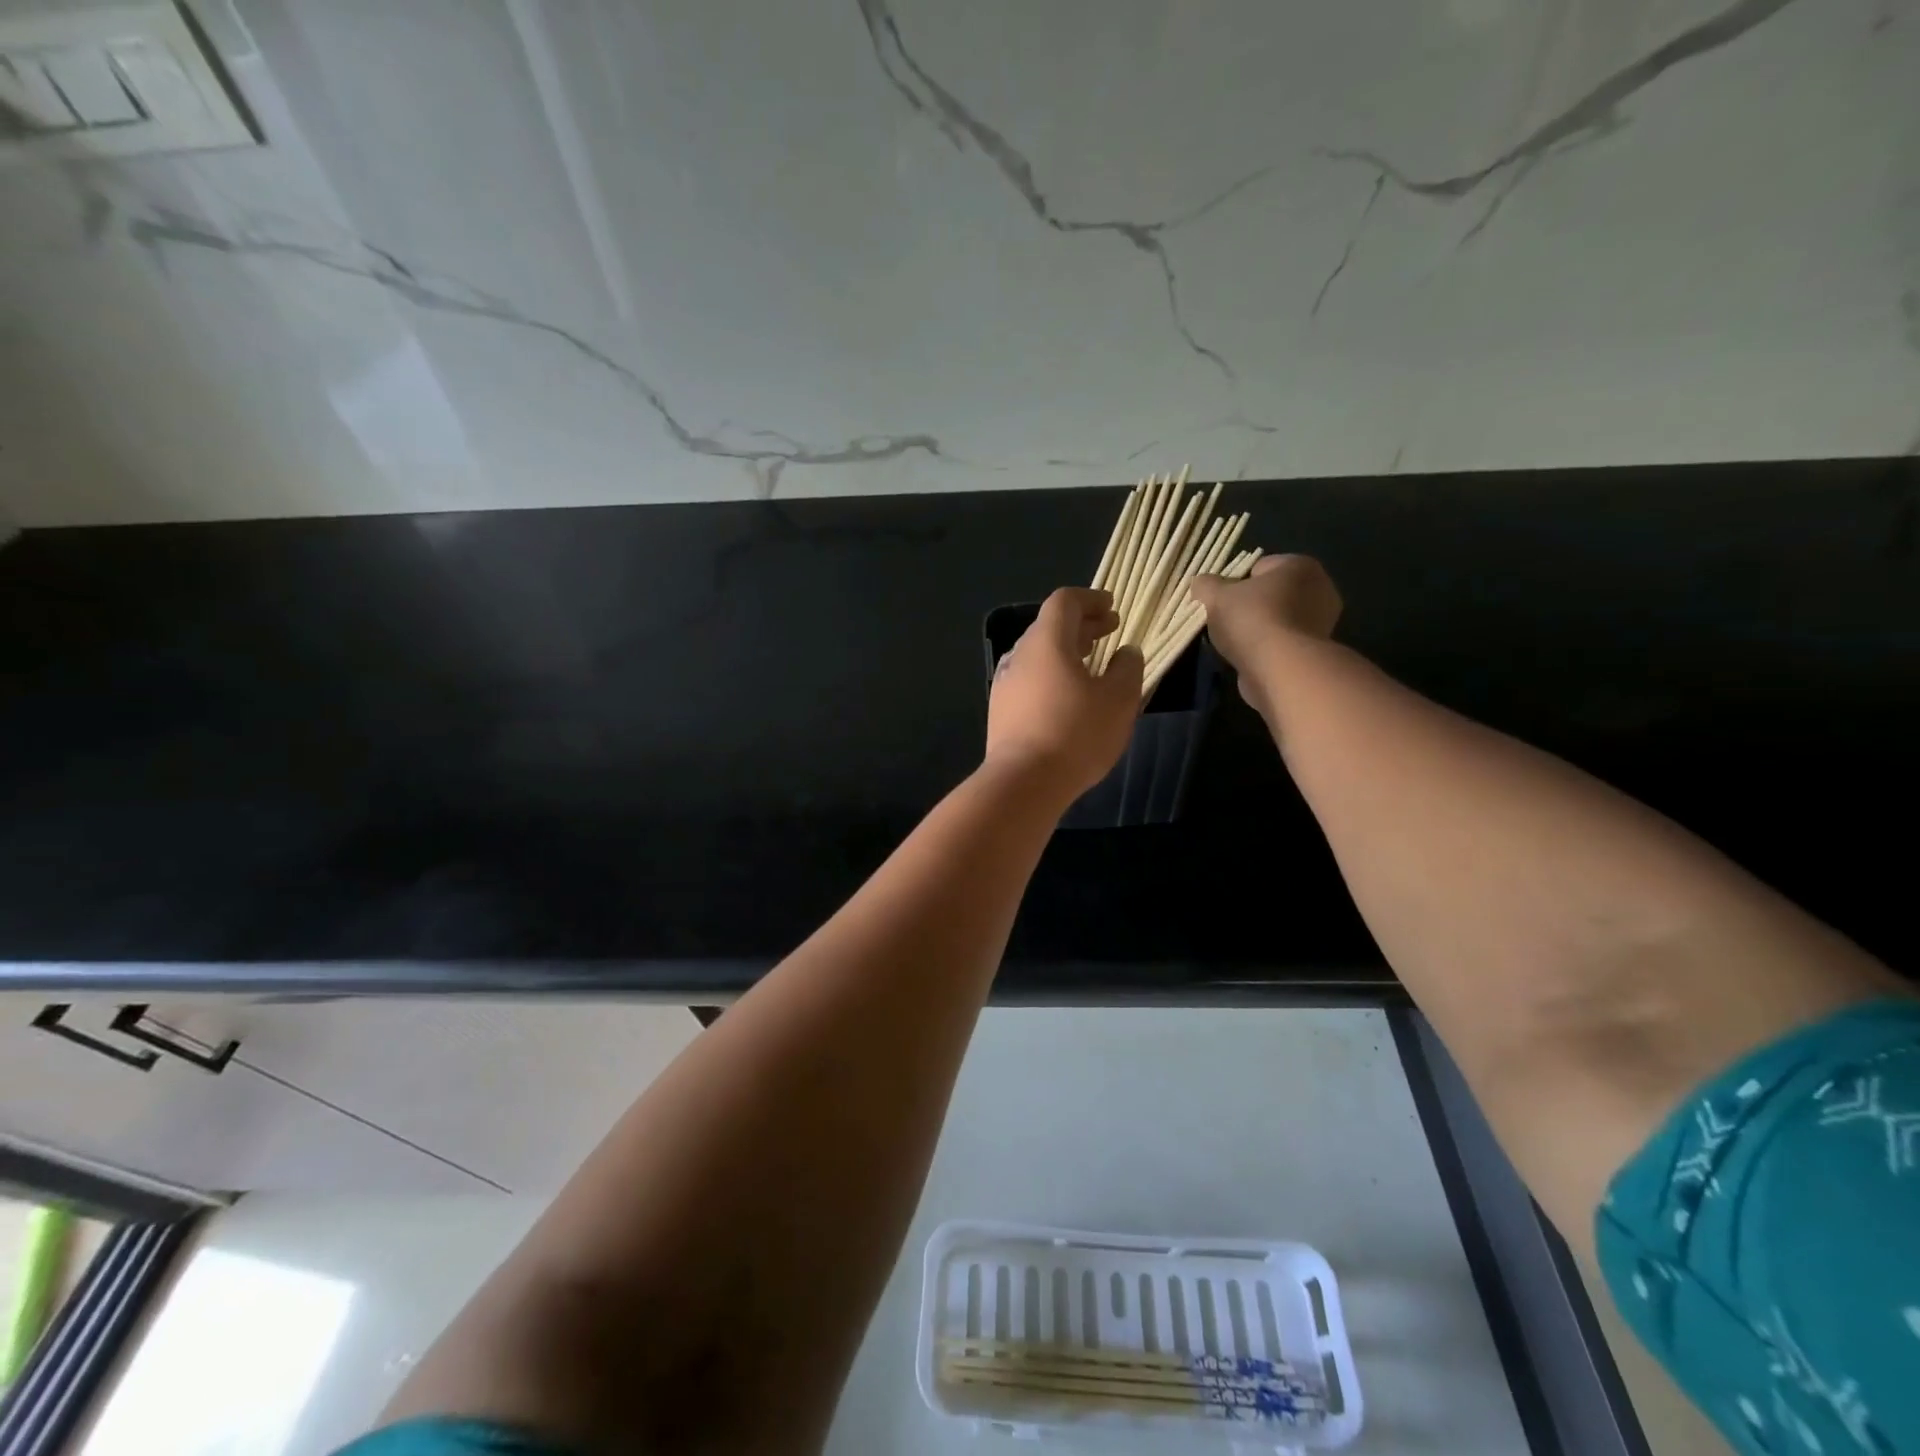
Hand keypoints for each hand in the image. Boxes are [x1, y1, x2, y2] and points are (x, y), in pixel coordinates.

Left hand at [986, 587, 1141, 804]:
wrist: (1023, 782)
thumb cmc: (1076, 733)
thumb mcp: (1119, 699)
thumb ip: (1127, 668)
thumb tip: (1126, 652)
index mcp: (1046, 642)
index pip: (1064, 601)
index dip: (1091, 599)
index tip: (1113, 609)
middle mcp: (1019, 655)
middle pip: (1049, 627)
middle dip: (1082, 626)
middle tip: (1109, 633)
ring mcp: (1005, 684)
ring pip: (1038, 656)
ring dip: (1066, 653)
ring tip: (1092, 666)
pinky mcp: (1001, 712)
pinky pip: (1030, 681)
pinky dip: (1052, 677)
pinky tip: (1069, 699)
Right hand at [1189, 555, 1342, 712]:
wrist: (1280, 668)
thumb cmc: (1252, 620)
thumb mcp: (1215, 596)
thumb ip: (1205, 585)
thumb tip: (1201, 584)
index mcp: (1300, 566)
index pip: (1259, 567)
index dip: (1235, 584)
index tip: (1220, 602)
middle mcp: (1321, 588)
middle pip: (1271, 594)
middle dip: (1249, 606)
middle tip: (1225, 622)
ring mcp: (1323, 622)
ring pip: (1278, 619)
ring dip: (1258, 630)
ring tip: (1236, 644)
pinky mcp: (1316, 651)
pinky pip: (1284, 642)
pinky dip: (1268, 649)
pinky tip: (1252, 658)